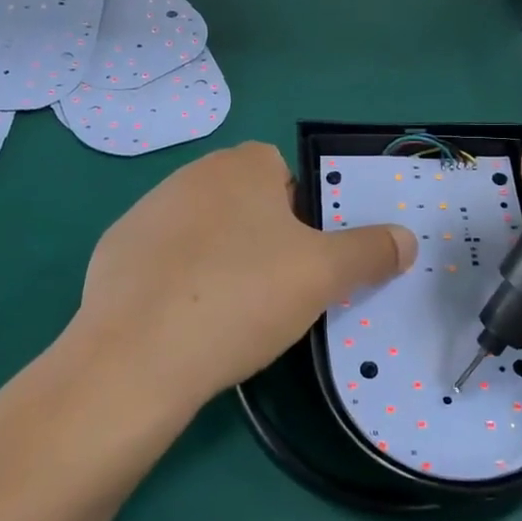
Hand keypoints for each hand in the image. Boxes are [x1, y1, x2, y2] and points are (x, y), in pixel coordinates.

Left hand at [72, 142, 416, 405]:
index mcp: (241, 165)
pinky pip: (163, 260)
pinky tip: (182, 323)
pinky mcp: (114, 252)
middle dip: (263, 238)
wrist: (139, 355)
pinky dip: (177, 282)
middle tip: (274, 289)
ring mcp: (145, 211)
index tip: (303, 259)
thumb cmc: (242, 296)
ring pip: (203, 231)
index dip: (302, 215)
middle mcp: (190, 174)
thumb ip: (370, 251)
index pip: (284, 173)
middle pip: (244, 202)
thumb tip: (406, 239)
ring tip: (228, 312)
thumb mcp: (323, 275)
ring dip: (219, 258)